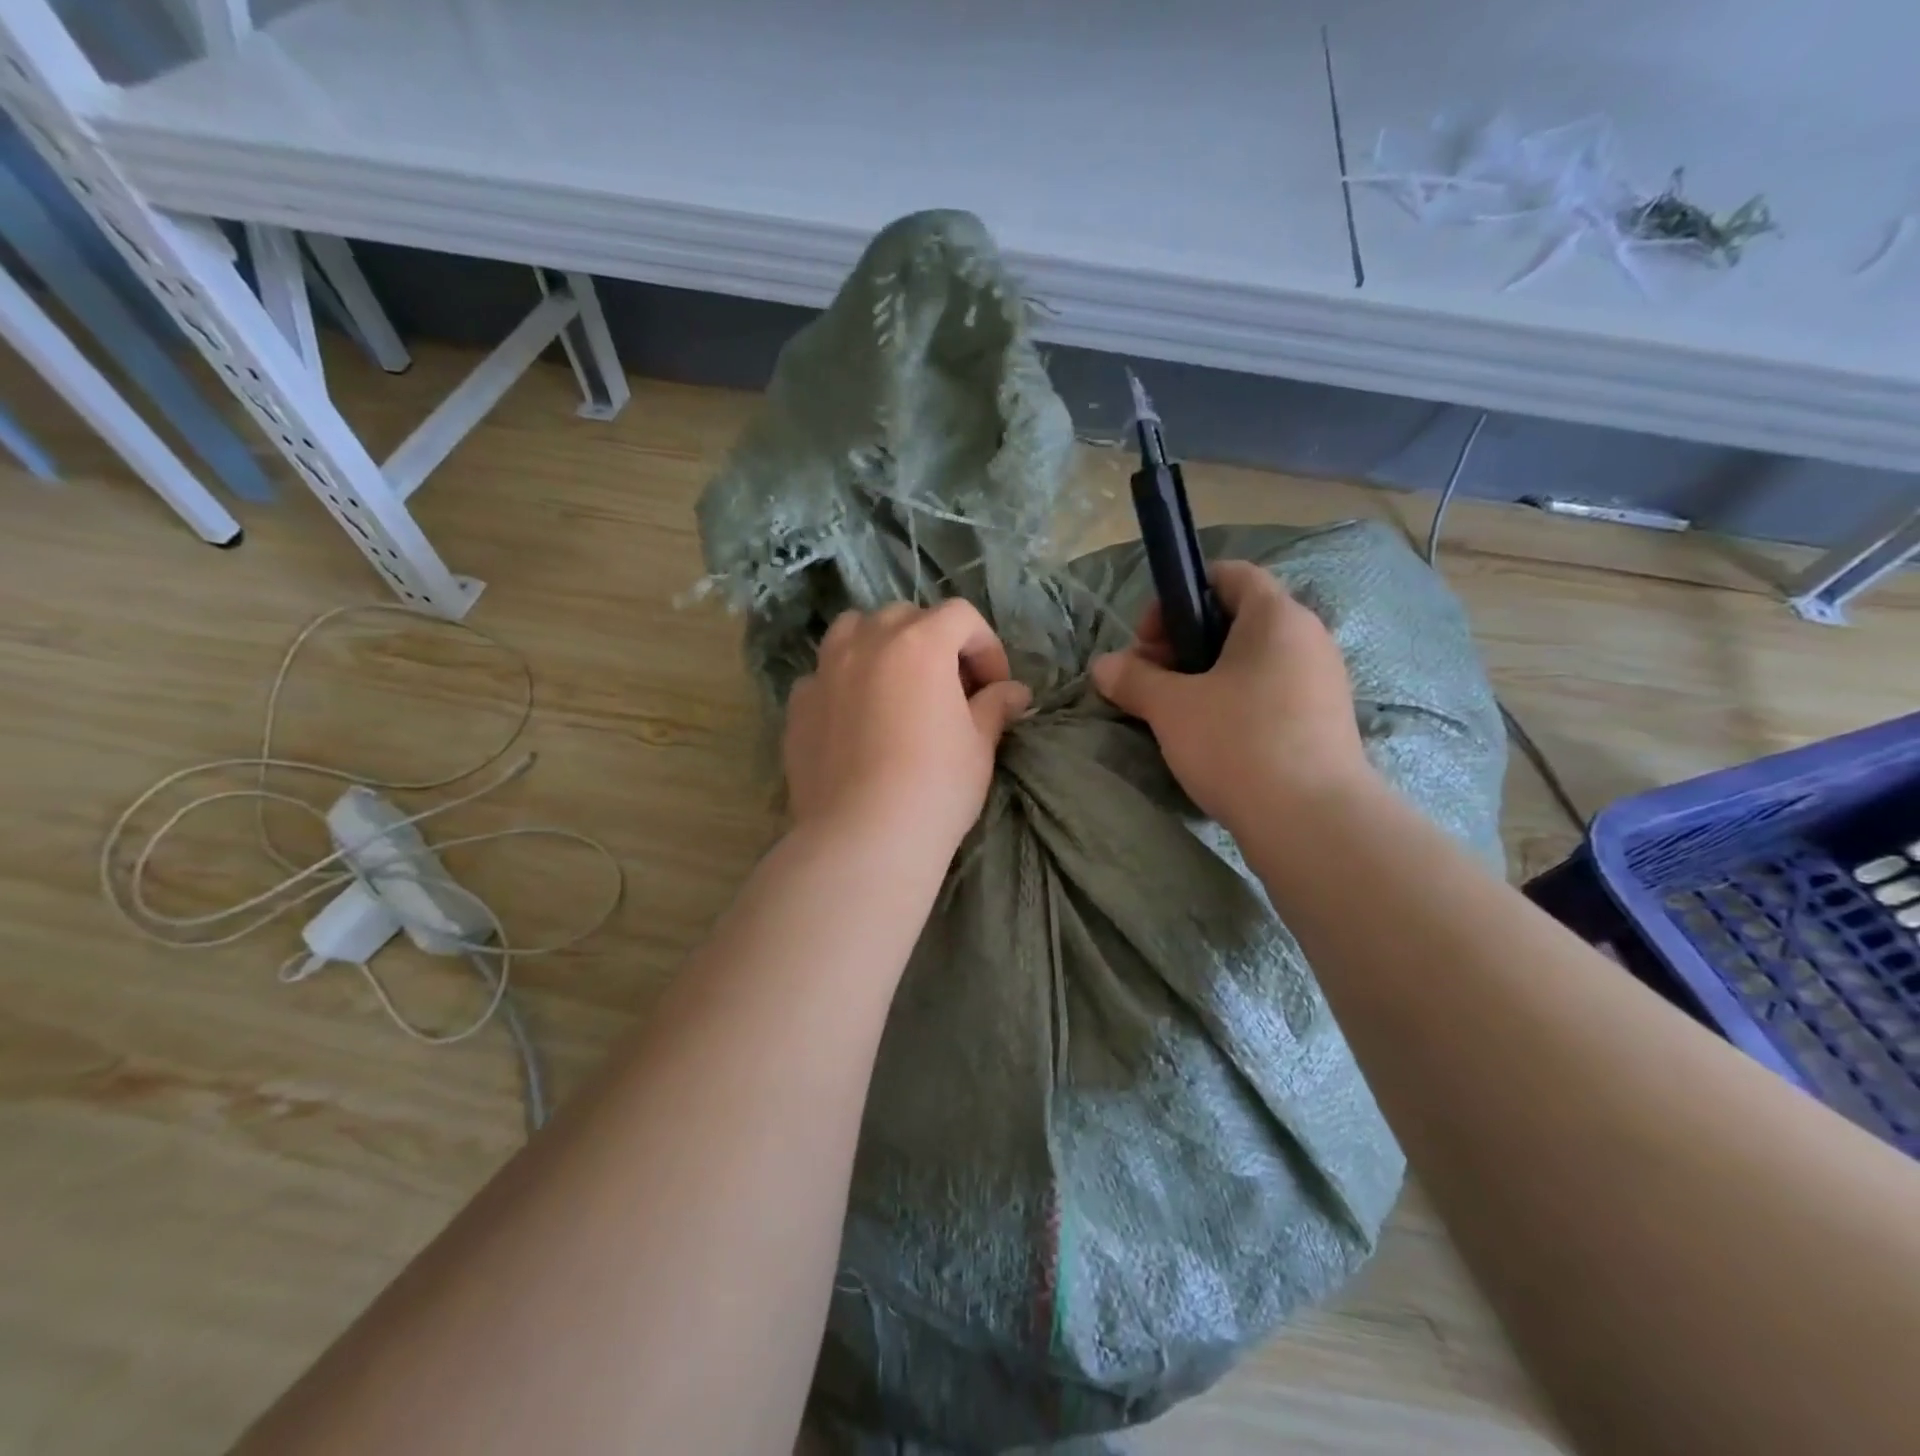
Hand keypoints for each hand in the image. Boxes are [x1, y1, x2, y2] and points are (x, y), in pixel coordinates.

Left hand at [783, 600, 1031, 861]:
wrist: (863, 837)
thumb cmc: (935, 787)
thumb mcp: (979, 746)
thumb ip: (994, 707)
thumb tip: (1015, 693)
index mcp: (920, 644)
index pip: (961, 617)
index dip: (986, 646)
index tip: (994, 687)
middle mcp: (868, 643)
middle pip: (906, 617)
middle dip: (935, 642)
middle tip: (950, 688)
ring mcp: (826, 671)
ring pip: (855, 631)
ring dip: (882, 645)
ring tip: (896, 685)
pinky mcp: (798, 704)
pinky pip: (824, 674)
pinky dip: (845, 681)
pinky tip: (857, 717)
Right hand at [1090, 561, 1372, 833]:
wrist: (1312, 822)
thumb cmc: (1238, 743)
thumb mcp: (1171, 708)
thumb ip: (1133, 678)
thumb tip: (1103, 666)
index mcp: (1276, 617)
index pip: (1229, 576)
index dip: (1181, 594)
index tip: (1149, 637)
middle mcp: (1307, 639)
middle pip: (1237, 620)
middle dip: (1184, 643)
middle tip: (1151, 679)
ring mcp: (1321, 682)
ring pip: (1252, 661)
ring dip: (1206, 676)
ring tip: (1175, 712)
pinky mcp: (1323, 722)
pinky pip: (1269, 693)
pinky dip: (1235, 702)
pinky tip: (1210, 738)